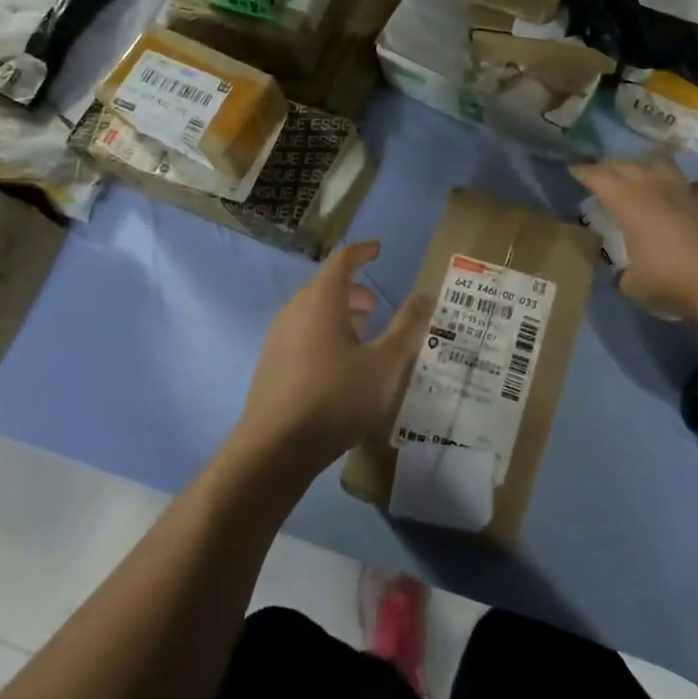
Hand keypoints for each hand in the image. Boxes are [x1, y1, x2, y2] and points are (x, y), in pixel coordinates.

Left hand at [235, 242, 433, 477]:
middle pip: (325, 287)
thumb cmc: (336, 397)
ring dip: (338, 315)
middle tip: (376, 304)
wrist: (275, 448)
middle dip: (352, 290)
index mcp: (321, 300)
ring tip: (363, 334)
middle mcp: (295, 310)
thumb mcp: (385, 364)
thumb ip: (407, 327)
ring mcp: (278, 338)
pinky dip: (324, 334)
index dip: (362, 252)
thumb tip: (426, 295)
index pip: (342, 261)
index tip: (378, 249)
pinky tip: (339, 365)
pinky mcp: (271, 365)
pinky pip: (302, 334)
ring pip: (312, 313)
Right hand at [571, 158, 697, 319]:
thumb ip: (623, 275)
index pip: (598, 177)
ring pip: (662, 163)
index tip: (573, 170)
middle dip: (609, 165)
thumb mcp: (633, 285)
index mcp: (628, 202)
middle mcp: (655, 187)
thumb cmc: (671, 280)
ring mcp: (686, 190)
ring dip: (647, 166)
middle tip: (601, 172)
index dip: (583, 172)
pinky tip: (684, 198)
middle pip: (626, 164)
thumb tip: (624, 274)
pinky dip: (685, 188)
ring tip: (642, 176)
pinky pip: (694, 185)